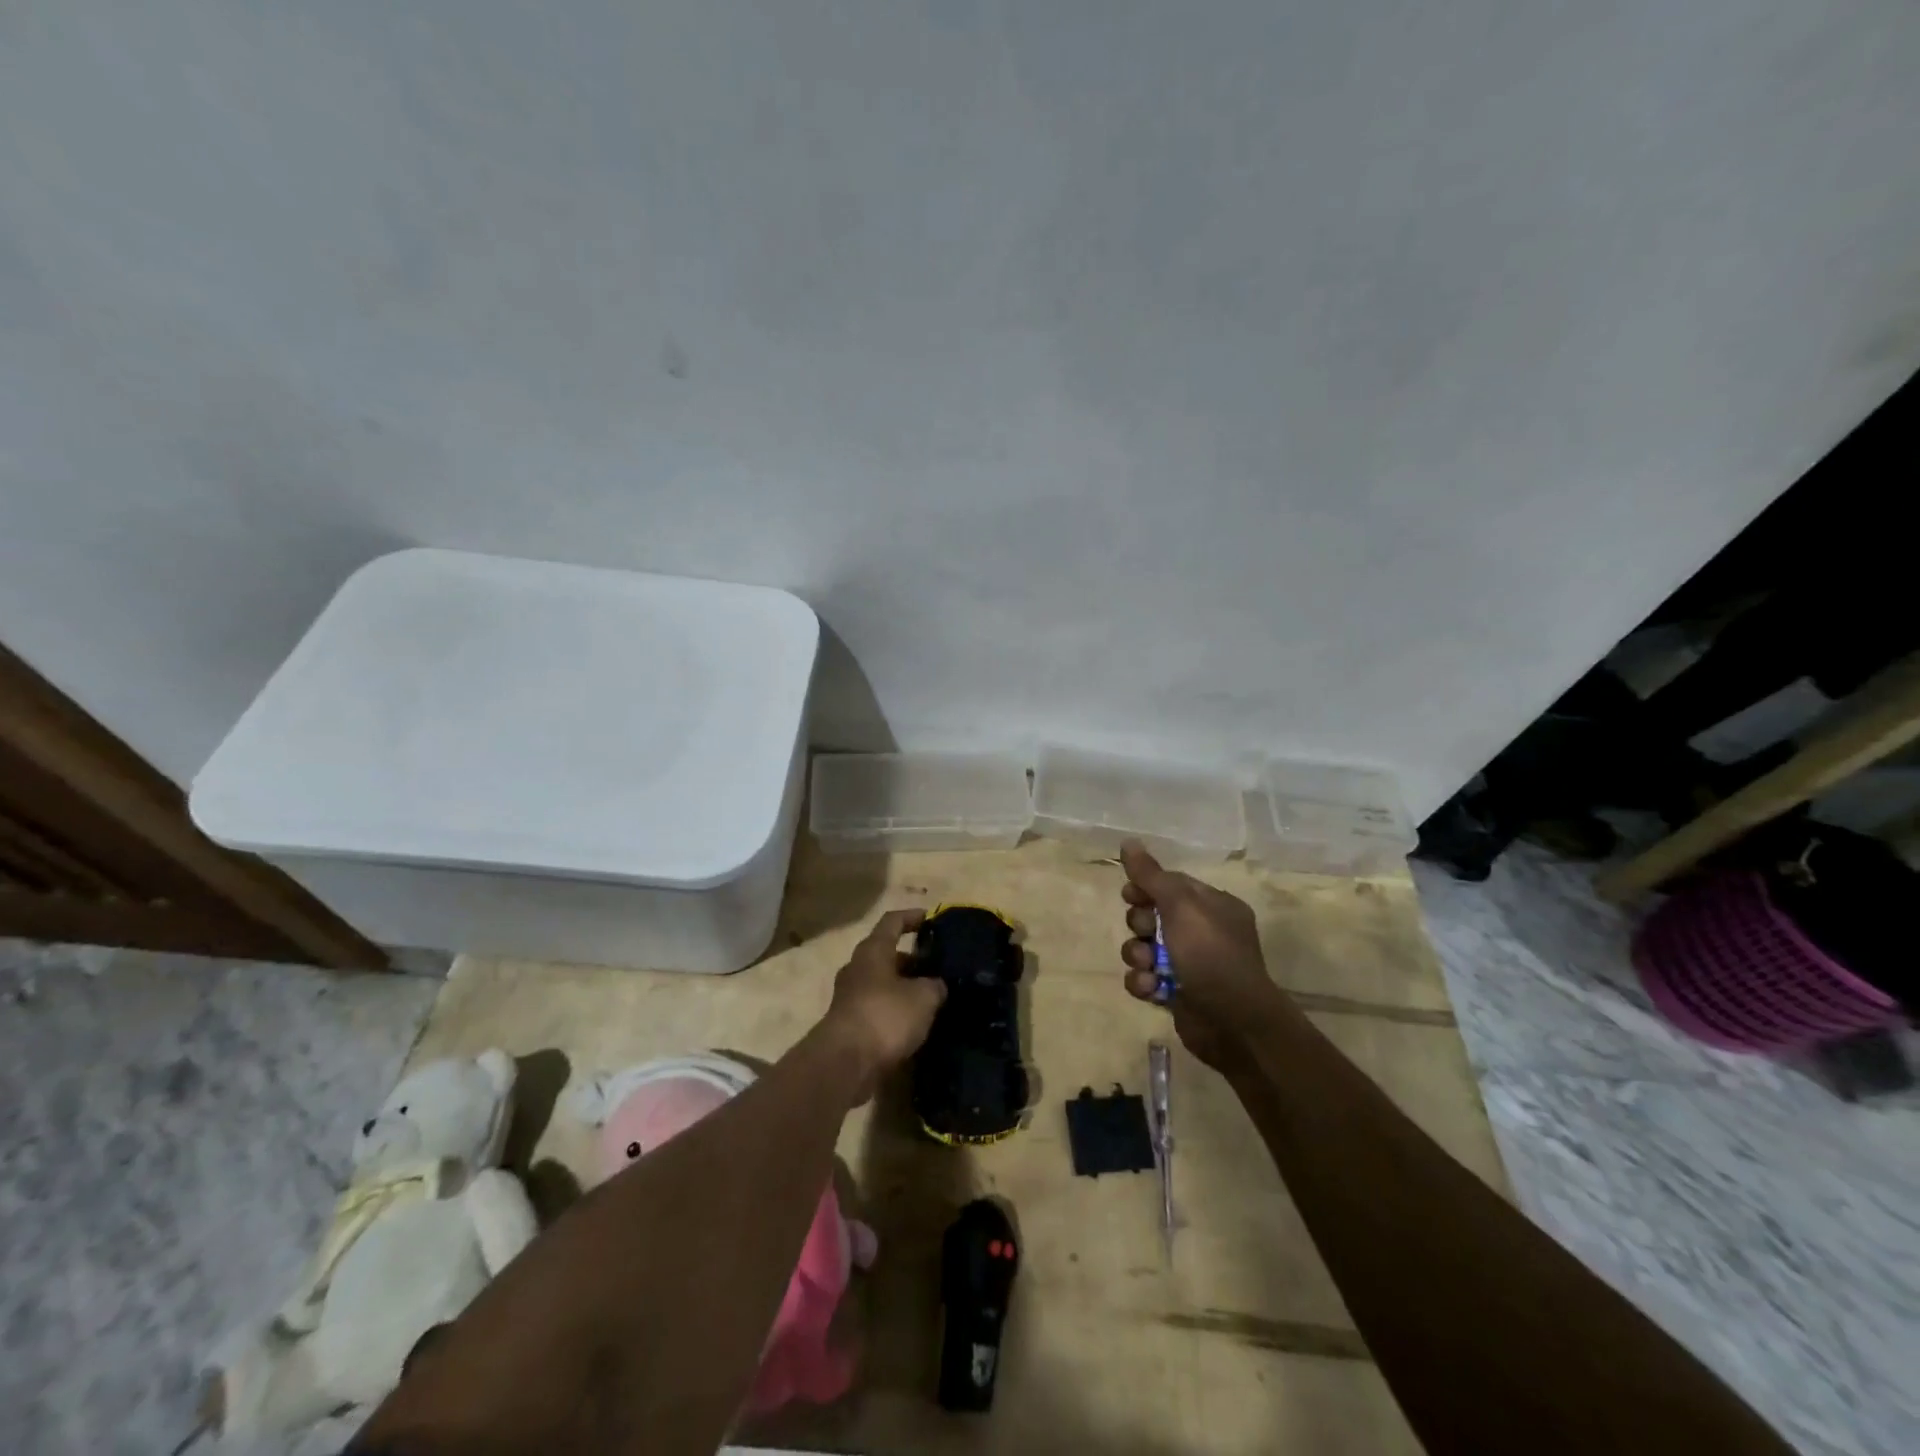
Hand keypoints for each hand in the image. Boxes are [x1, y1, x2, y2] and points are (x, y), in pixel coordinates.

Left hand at [820, 908, 944, 1099]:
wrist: (845, 1064)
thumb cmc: (885, 1016)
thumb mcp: (923, 997)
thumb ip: (935, 986)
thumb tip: (936, 985)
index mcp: (872, 951)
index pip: (892, 921)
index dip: (912, 917)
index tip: (930, 918)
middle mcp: (857, 968)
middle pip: (886, 954)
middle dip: (911, 959)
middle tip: (936, 967)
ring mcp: (848, 997)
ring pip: (881, 983)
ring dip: (903, 987)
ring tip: (930, 997)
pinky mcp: (848, 1024)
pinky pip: (876, 1007)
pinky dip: (894, 1010)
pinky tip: (913, 1024)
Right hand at [1119, 840, 1278, 1069]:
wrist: (1234, 1024)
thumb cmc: (1211, 955)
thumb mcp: (1181, 906)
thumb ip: (1151, 875)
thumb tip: (1128, 841)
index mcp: (1212, 906)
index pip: (1171, 884)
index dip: (1145, 887)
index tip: (1129, 894)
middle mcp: (1202, 932)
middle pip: (1152, 915)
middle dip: (1139, 924)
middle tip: (1145, 933)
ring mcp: (1189, 964)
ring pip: (1144, 948)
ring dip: (1138, 956)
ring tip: (1149, 967)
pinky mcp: (1176, 993)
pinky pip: (1146, 978)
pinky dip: (1143, 982)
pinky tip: (1151, 990)